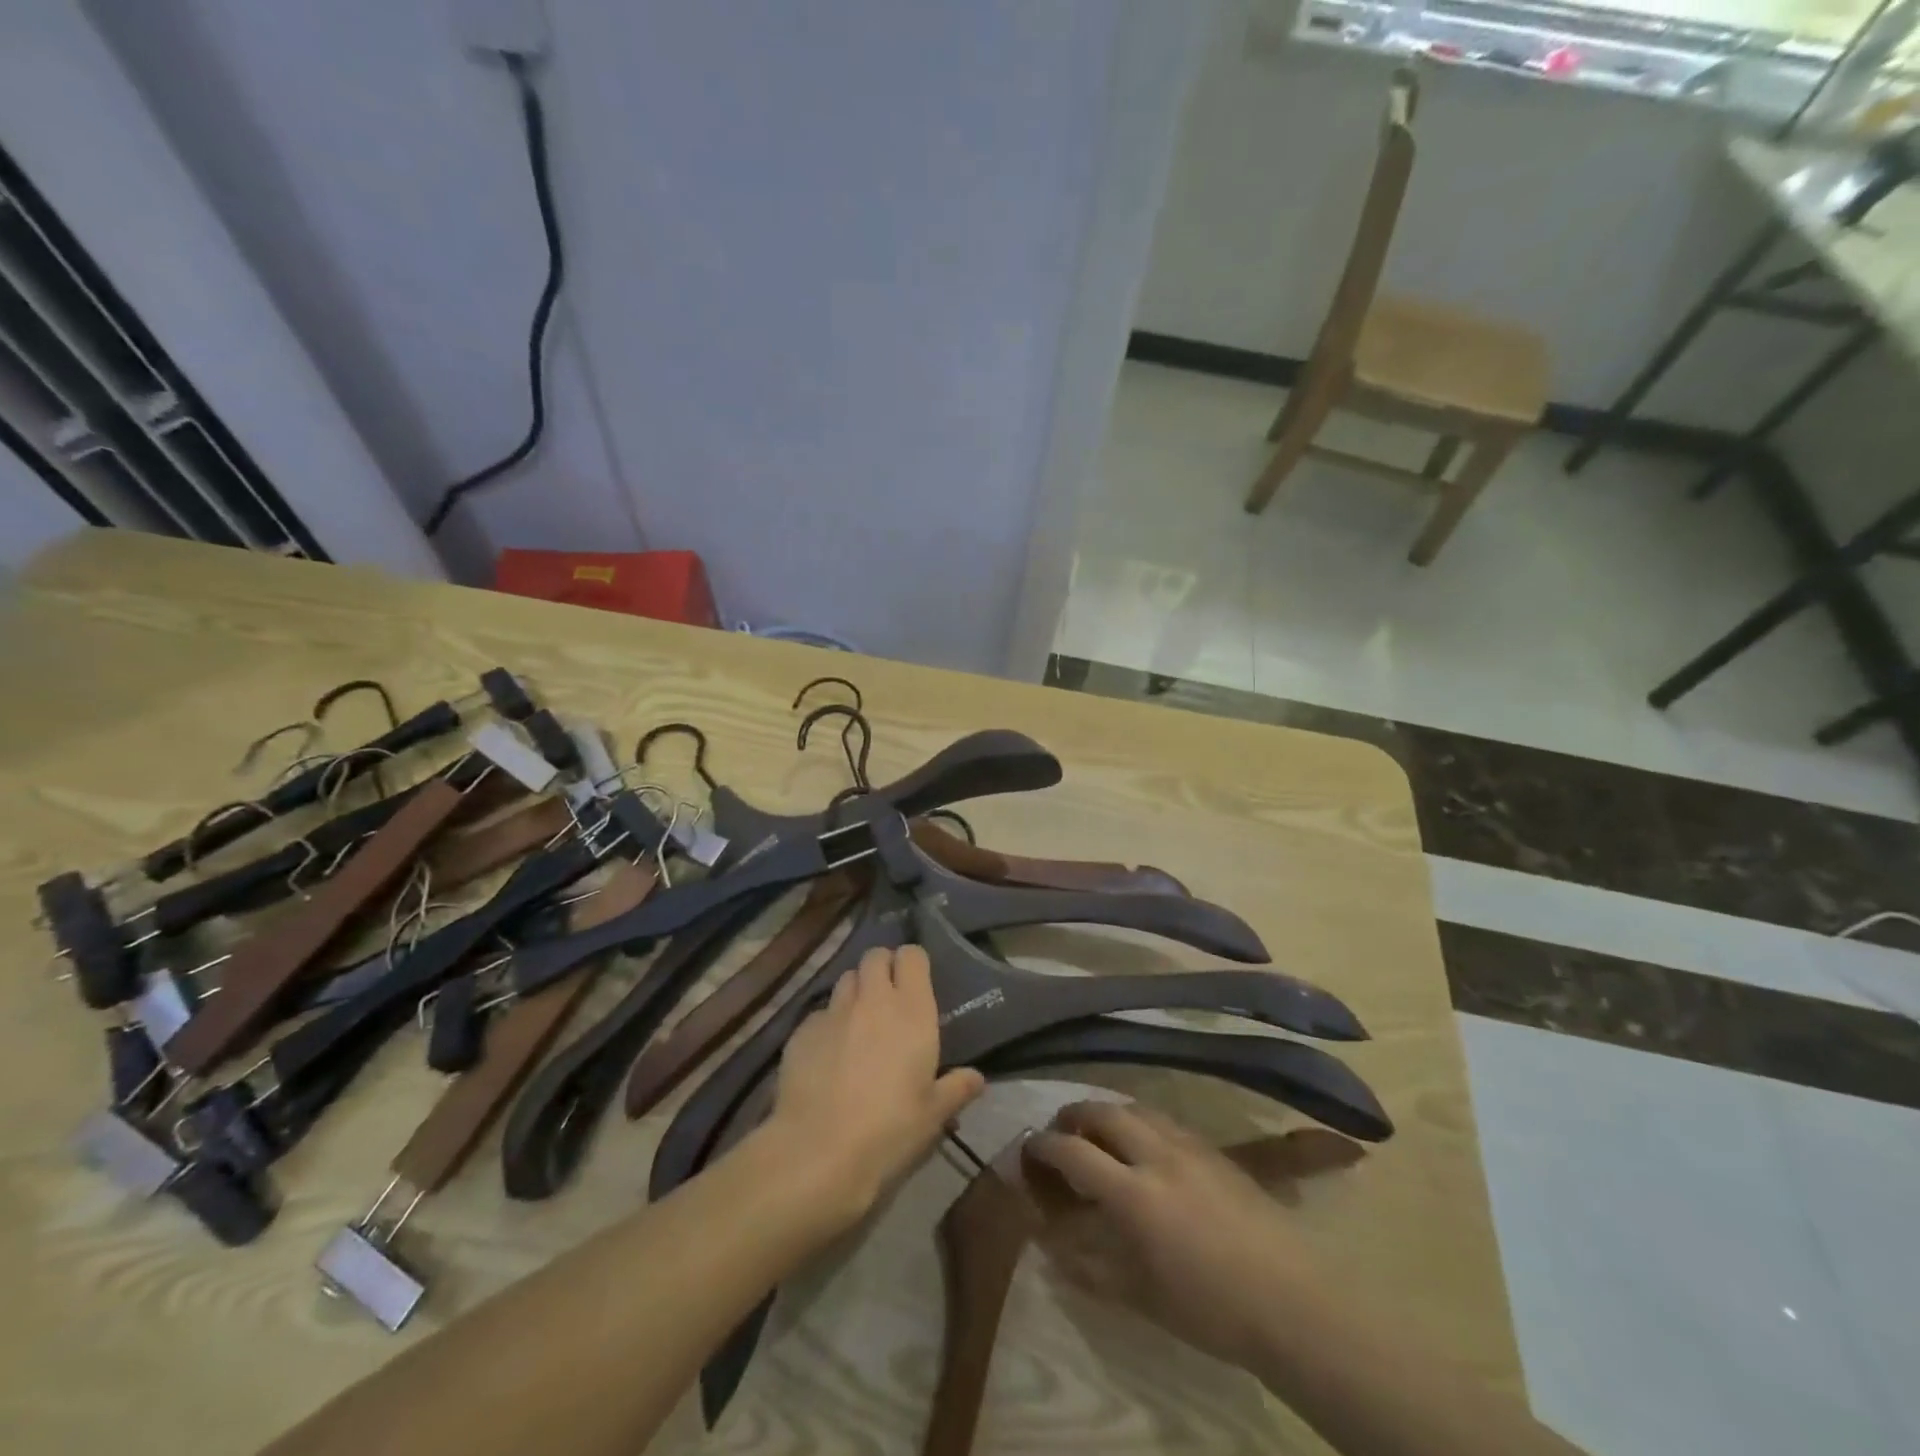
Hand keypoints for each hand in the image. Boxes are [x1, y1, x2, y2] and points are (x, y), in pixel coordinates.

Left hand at [767, 945, 983, 1226]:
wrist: (819, 1151)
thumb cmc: (889, 1130)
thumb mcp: (933, 1115)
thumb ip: (956, 1088)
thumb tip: (976, 1078)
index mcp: (911, 1011)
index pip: (912, 956)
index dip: (913, 963)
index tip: (917, 981)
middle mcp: (872, 1000)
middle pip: (875, 956)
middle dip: (883, 967)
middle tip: (889, 996)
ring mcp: (833, 1011)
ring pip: (846, 979)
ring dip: (856, 991)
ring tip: (859, 1021)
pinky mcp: (802, 1030)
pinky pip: (820, 1013)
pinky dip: (828, 1023)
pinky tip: (828, 1054)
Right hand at [1022, 1101, 1325, 1369]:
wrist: (1291, 1299)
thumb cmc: (1211, 1309)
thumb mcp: (1141, 1297)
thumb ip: (1090, 1267)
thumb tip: (1050, 1244)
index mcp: (1133, 1194)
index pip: (1073, 1152)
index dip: (1044, 1146)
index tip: (1028, 1149)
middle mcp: (1155, 1155)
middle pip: (1102, 1112)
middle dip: (1073, 1115)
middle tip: (1060, 1131)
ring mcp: (1187, 1145)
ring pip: (1134, 1107)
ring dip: (1107, 1112)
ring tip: (1097, 1131)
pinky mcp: (1212, 1148)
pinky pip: (1163, 1118)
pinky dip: (1139, 1120)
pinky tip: (1143, 1143)